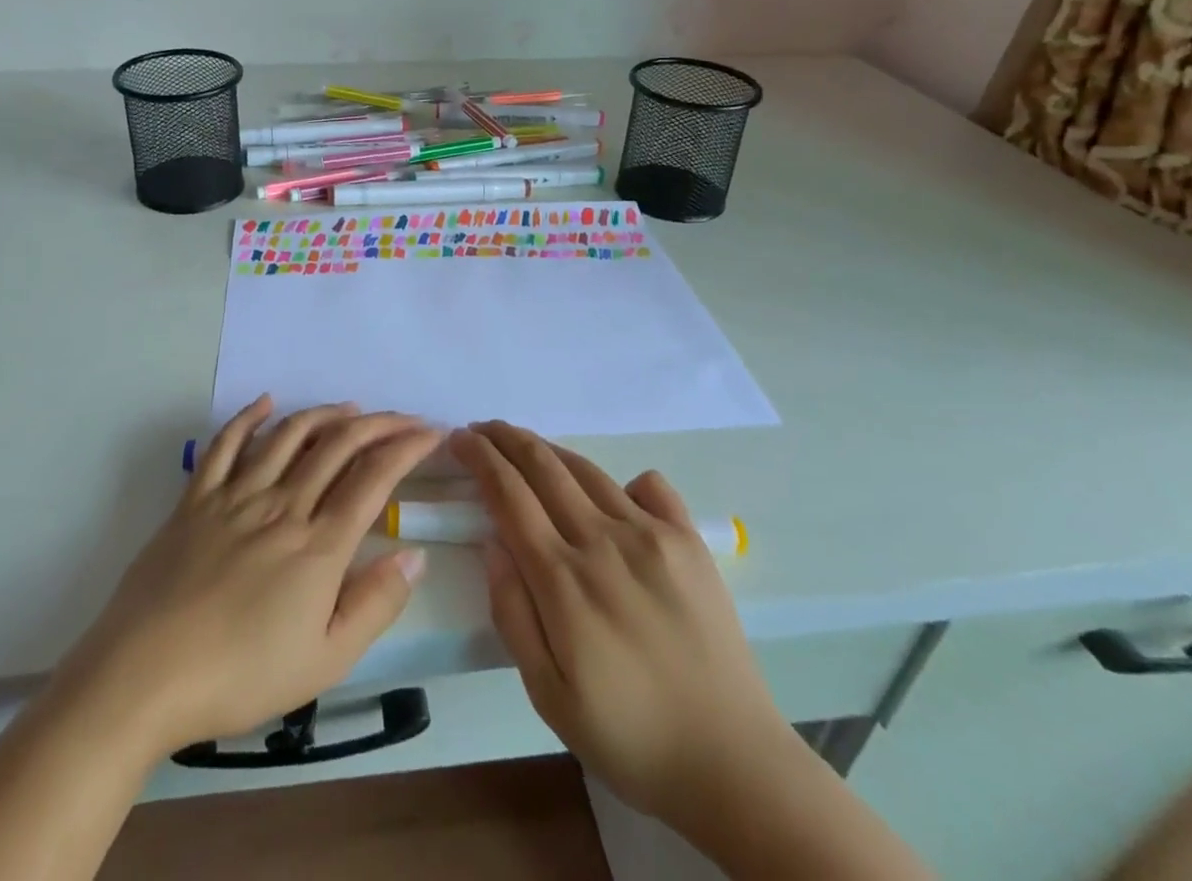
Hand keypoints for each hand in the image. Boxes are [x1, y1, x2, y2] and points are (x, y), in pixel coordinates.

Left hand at [63, 396, 438, 757]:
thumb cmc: (240, 676)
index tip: (431, 433)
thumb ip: (374, 604)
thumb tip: (414, 554)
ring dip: (325, 414)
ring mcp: (236, 496)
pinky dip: (248, 418)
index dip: (407, 448)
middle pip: (339, 446)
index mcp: (318, 545)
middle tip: (405, 417)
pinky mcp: (196, 498)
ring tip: (351, 408)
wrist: (144, 677)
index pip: (374, 479)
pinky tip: (266, 403)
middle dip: (379, 424)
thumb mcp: (323, 662)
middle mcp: (283, 505)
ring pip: (289, 435)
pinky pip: (225, 445)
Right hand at [449, 420, 792, 823]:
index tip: (458, 439)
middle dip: (505, 438)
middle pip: (543, 467)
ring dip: (548, 449)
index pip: (508, 495)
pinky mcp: (688, 540)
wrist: (732, 763)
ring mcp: (650, 535)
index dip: (479, 458)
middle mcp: (602, 541)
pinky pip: (650, 486)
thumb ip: (512, 613)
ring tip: (525, 443)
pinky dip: (622, 479)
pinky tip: (614, 490)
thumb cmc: (629, 736)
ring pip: (587, 470)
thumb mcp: (548, 694)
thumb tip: (492, 543)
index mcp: (562, 579)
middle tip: (481, 428)